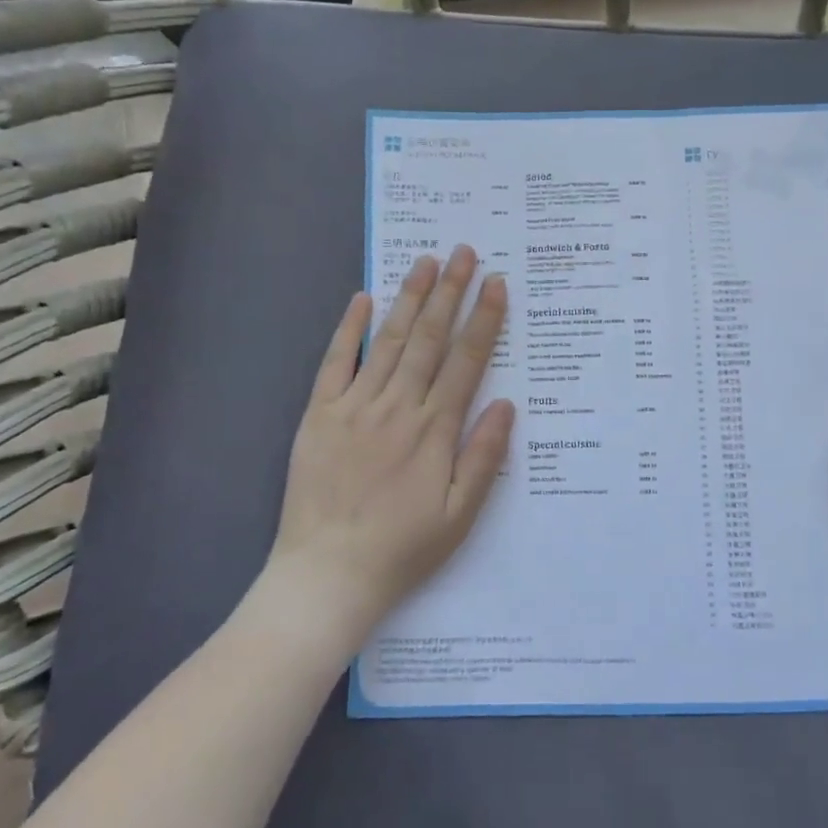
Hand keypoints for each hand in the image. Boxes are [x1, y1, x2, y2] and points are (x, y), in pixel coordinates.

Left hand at [266, 245, 515, 652]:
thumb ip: (484, 456)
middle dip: (450, 291)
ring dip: (409, 298)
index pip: (466, 360)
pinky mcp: (319, 414)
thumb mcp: (460, 515)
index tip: (496, 283)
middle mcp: (398, 407)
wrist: (327, 575)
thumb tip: (507, 404)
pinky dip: (350, 328)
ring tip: (425, 260)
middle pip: (430, 338)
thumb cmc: (403, 549)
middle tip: (464, 252)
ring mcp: (355, 406)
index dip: (483, 319)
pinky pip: (336, 362)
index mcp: (435, 430)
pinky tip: (363, 299)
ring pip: (390, 340)